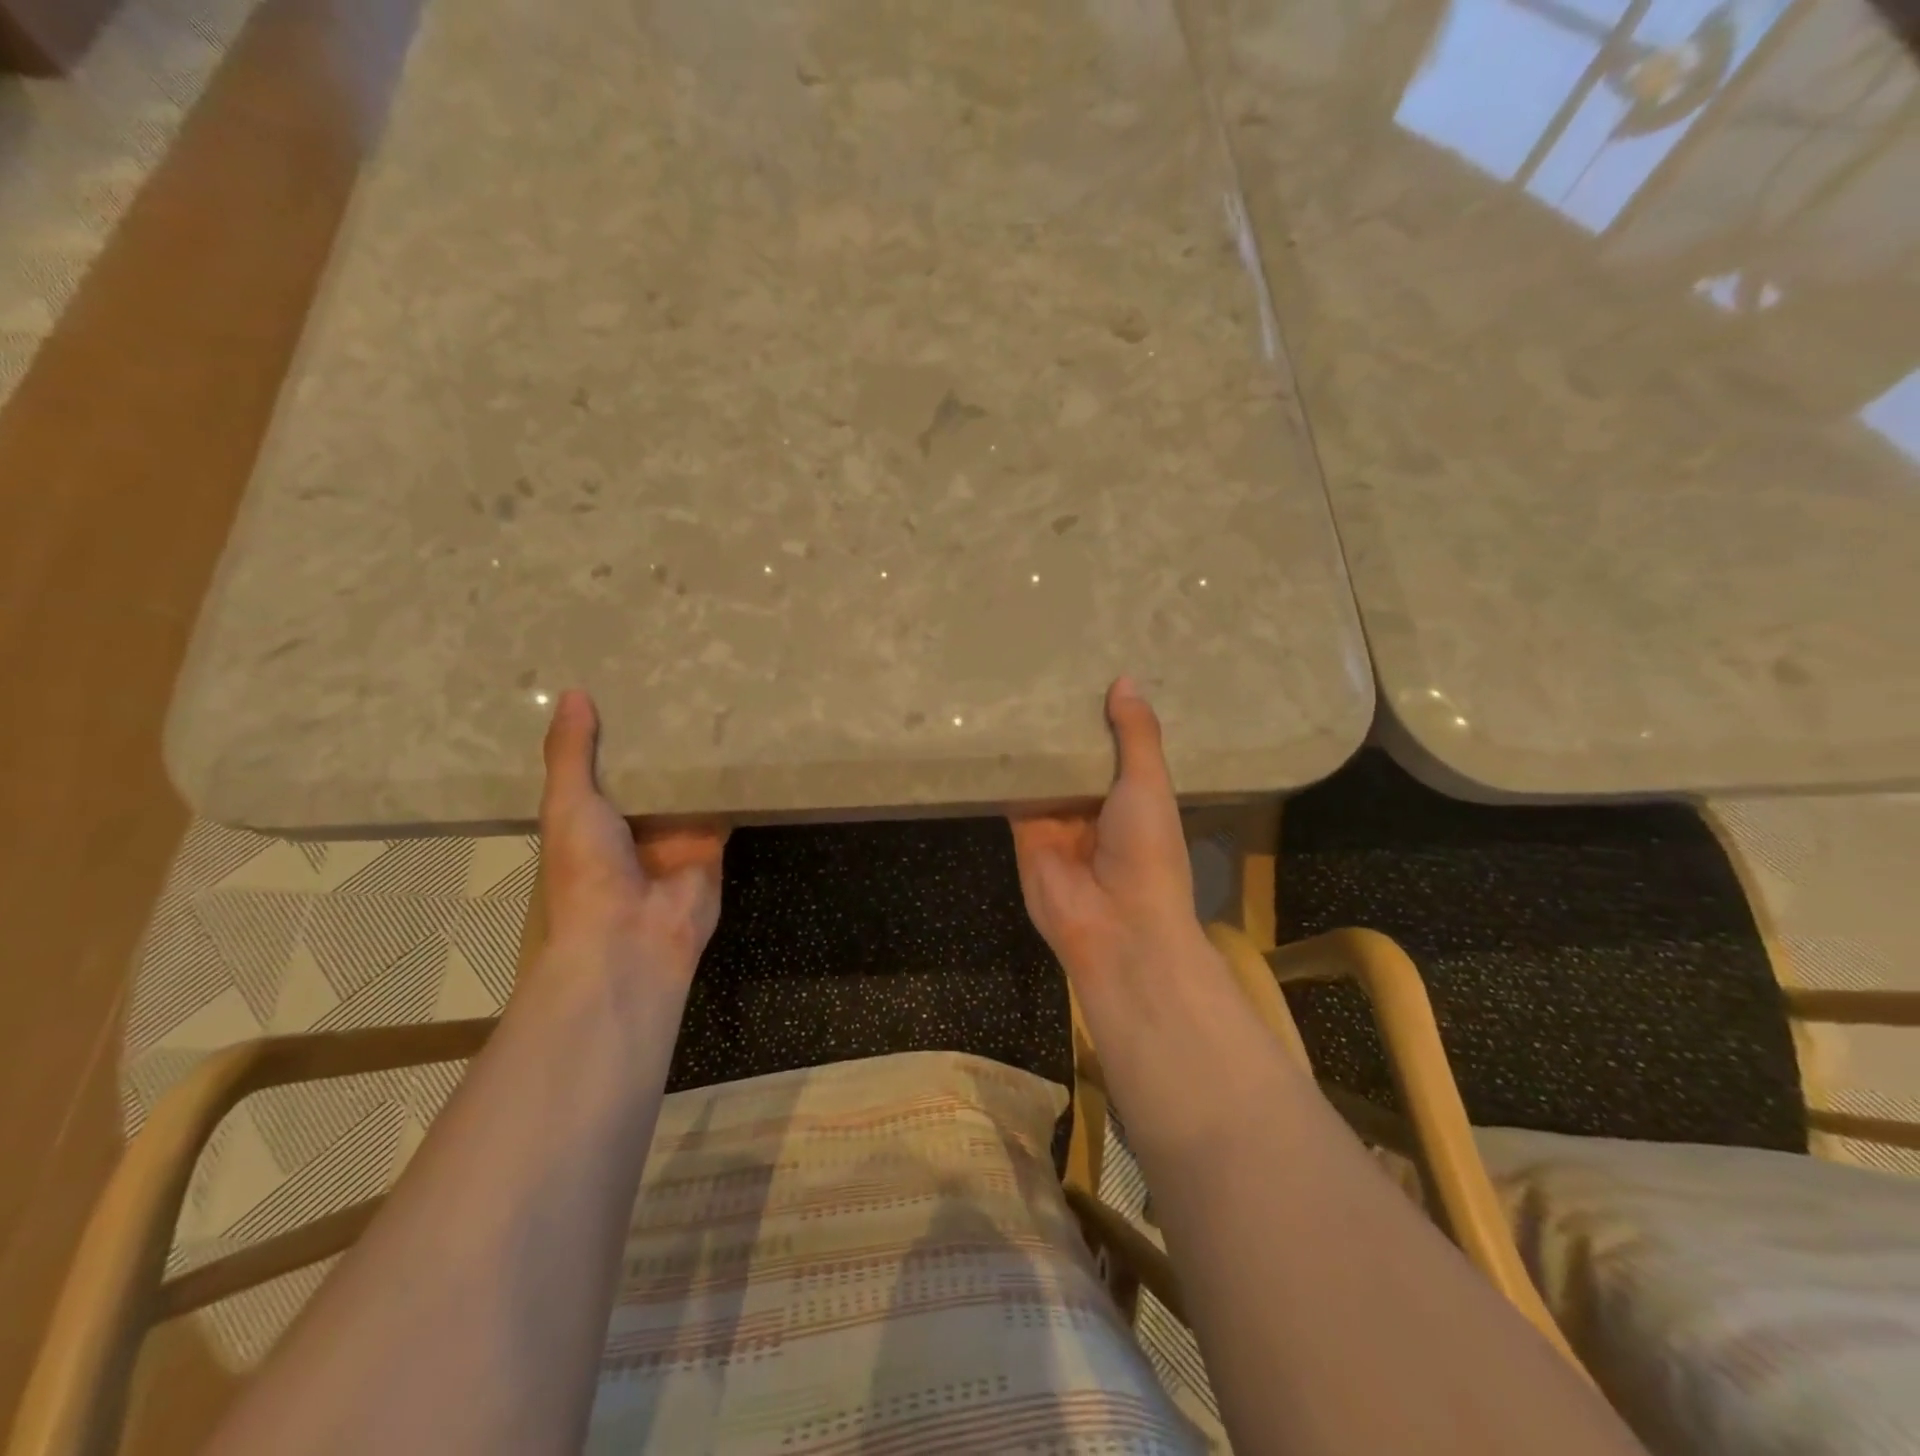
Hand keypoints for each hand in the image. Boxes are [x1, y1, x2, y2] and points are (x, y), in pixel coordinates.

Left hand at [538, 690, 726, 981]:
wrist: (632, 936)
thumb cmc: (586, 870)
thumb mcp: (567, 803)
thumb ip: (571, 753)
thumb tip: (571, 693)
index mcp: (591, 816)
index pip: (604, 764)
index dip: (613, 730)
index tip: (627, 685)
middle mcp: (634, 823)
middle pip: (651, 773)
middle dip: (662, 739)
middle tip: (680, 683)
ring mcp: (676, 834)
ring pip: (690, 786)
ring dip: (699, 756)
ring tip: (716, 700)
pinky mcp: (713, 843)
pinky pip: (724, 806)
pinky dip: (733, 782)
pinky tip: (745, 743)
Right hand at [1010, 678, 1201, 980]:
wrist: (1116, 924)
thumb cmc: (1147, 849)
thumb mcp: (1149, 784)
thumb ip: (1136, 734)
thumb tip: (1125, 680)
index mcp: (1134, 794)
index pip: (1116, 745)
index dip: (1104, 714)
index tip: (1087, 671)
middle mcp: (1095, 803)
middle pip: (1074, 756)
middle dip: (1062, 724)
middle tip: (1041, 670)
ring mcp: (1058, 818)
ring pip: (1042, 771)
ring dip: (1032, 742)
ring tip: (1012, 688)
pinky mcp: (1025, 829)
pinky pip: (1013, 793)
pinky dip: (1004, 768)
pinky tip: (990, 730)